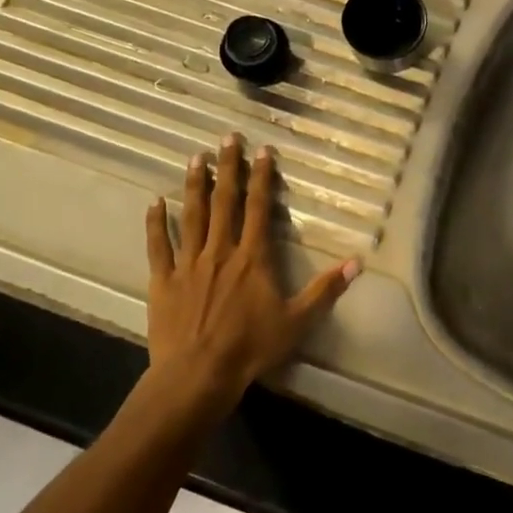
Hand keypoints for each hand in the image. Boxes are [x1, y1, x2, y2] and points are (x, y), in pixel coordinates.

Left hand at [144, 135, 357, 419]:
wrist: (198, 374)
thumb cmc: (250, 347)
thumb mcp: (297, 320)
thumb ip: (326, 289)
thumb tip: (357, 262)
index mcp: (252, 257)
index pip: (259, 208)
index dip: (261, 178)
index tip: (262, 151)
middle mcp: (221, 250)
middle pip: (224, 201)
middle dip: (227, 168)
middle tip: (227, 138)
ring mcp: (189, 263)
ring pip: (192, 215)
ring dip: (195, 185)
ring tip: (196, 158)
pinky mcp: (164, 280)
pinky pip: (159, 246)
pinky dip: (156, 223)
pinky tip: (154, 202)